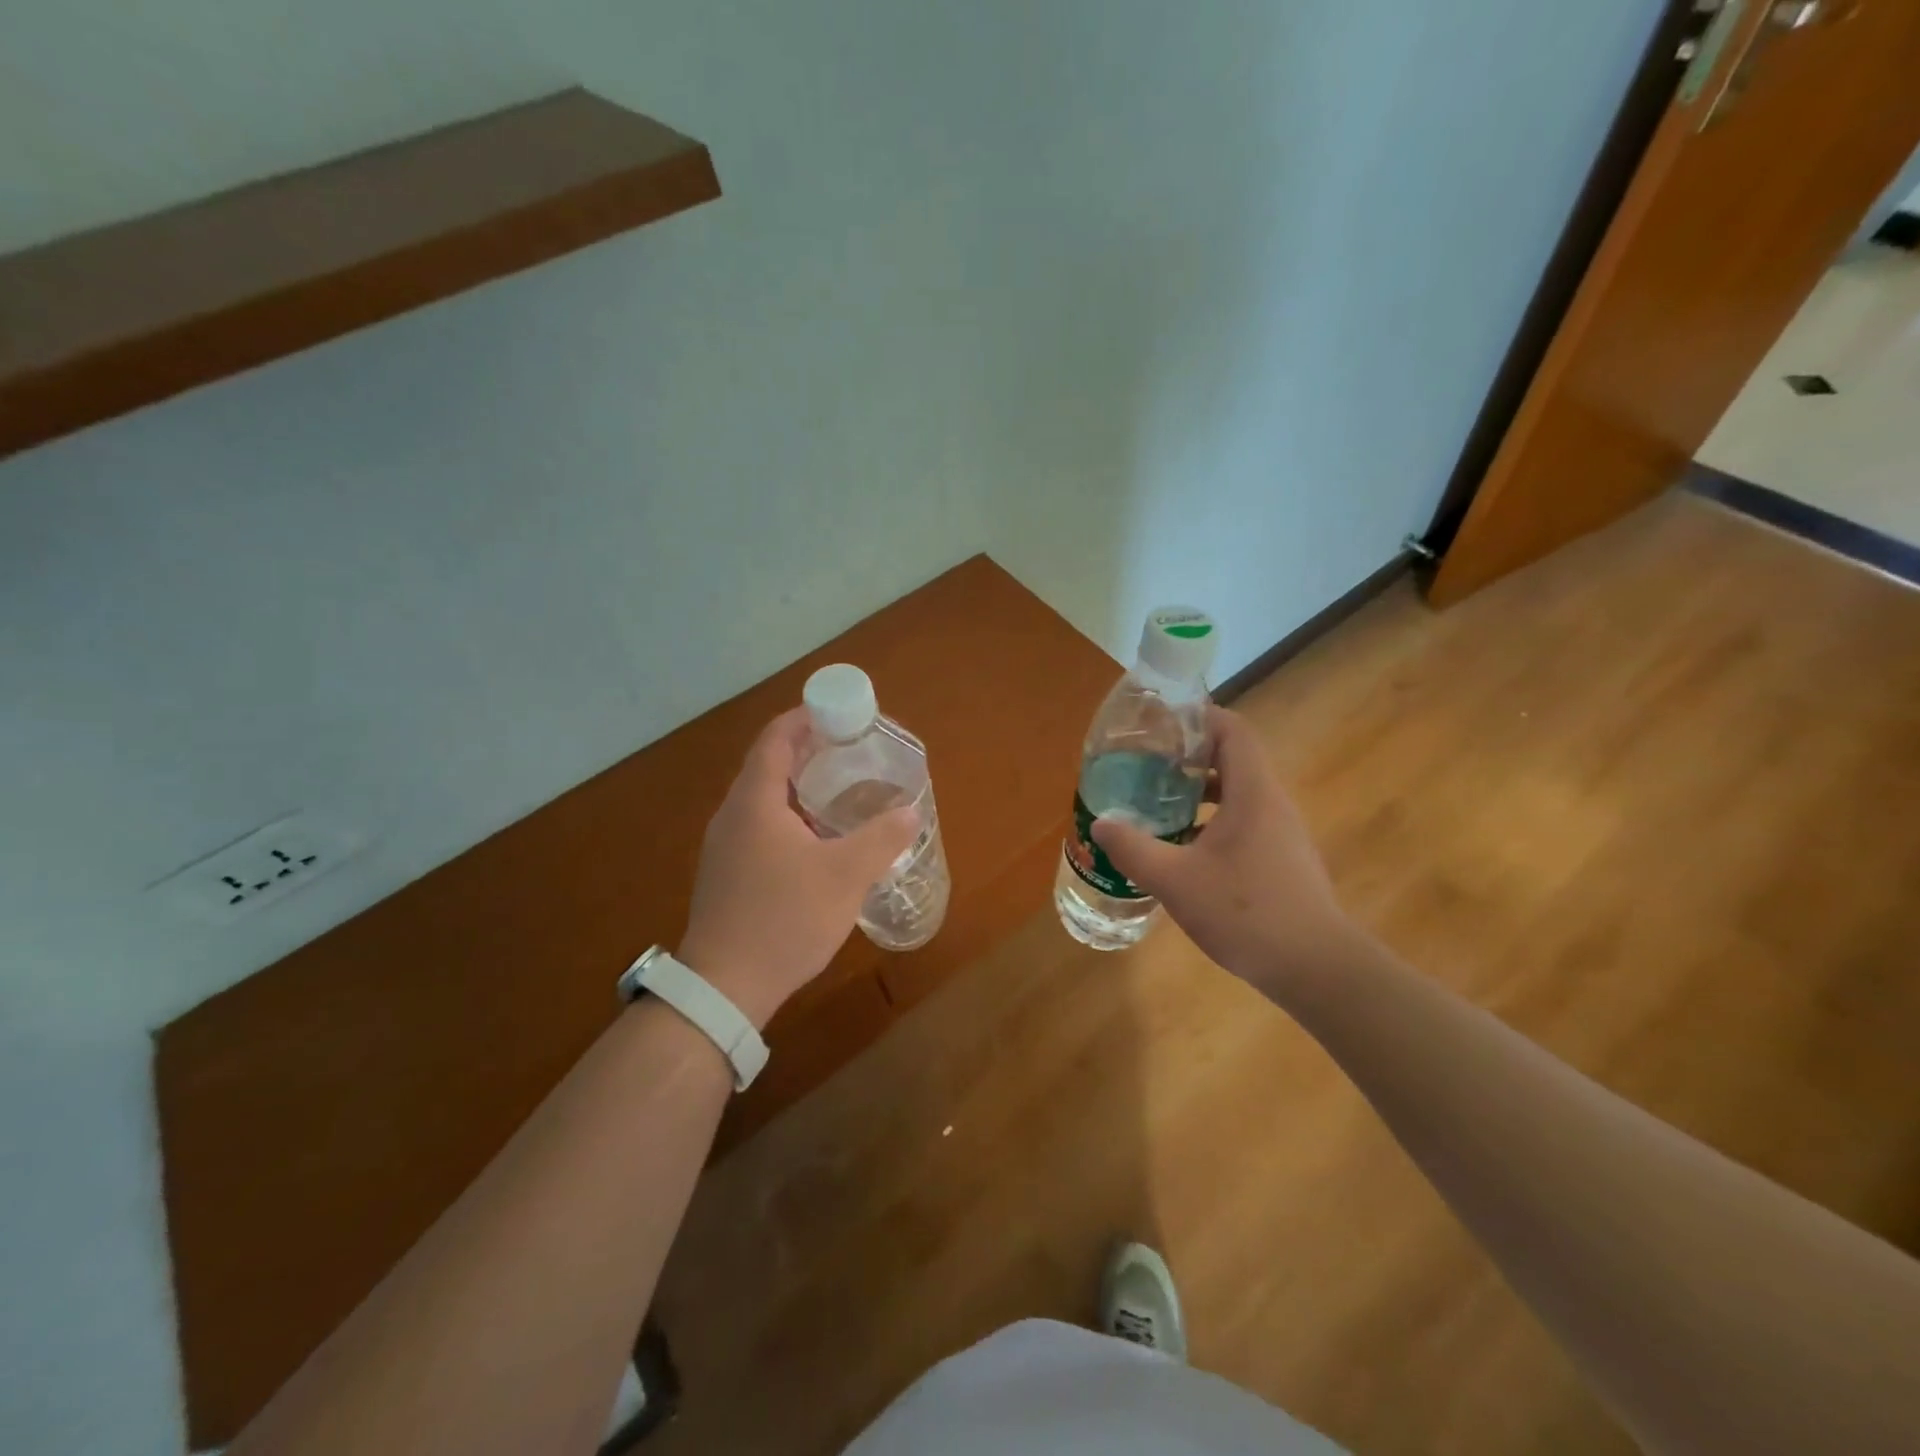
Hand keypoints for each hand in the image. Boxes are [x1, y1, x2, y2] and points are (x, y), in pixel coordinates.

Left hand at [678, 708, 917, 1028]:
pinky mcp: (726, 874)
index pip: (775, 739)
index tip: (838, 712)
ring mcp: (724, 847)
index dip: (804, 718)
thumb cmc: (785, 918)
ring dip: (798, 786)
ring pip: (763, 799)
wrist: (724, 987)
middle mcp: (732, 815)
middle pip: (768, 765)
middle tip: (849, 750)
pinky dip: (788, 816)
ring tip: (840, 790)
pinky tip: (816, 840)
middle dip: (807, 751)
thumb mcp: (845, 875)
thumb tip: (911, 813)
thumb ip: (882, 839)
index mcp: (755, 801)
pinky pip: (759, 827)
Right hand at [1091, 706, 1355, 987]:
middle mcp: (1271, 803)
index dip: (1198, 718)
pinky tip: (1183, 850)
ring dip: (1199, 793)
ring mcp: (1281, 833)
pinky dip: (1212, 822)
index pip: (1232, 730)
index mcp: (1252, 793)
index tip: (1160, 726)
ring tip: (1157, 805)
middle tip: (1147, 766)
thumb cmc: (1245, 912)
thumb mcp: (1175, 880)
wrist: (1315, 968)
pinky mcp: (1282, 859)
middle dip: (1188, 757)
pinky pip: (1244, 823)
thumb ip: (1134, 849)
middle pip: (1232, 759)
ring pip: (1238, 794)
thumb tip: (1101, 825)